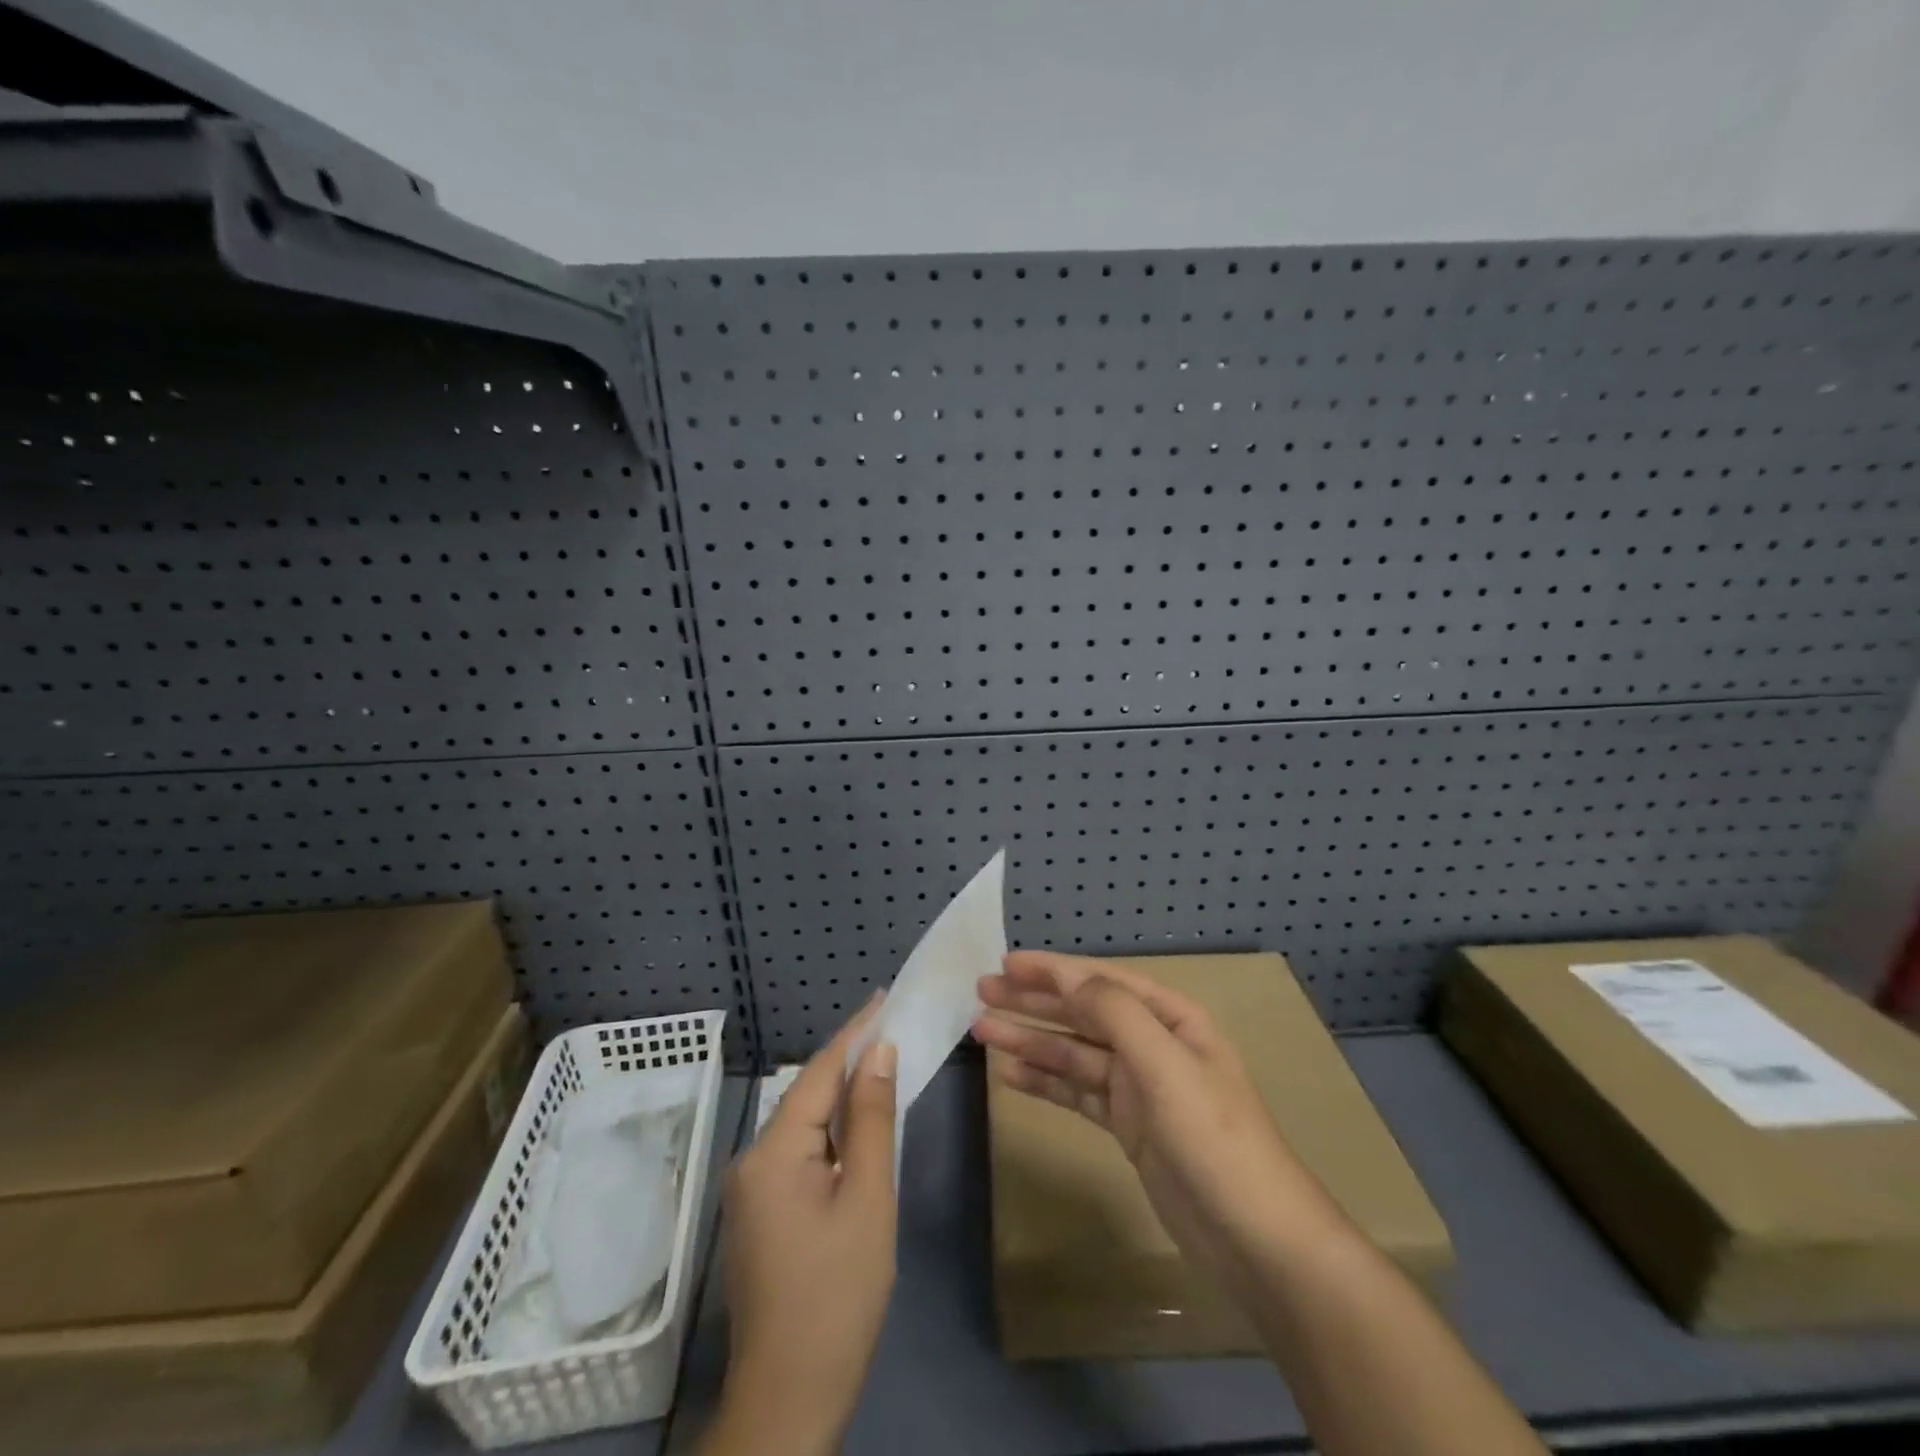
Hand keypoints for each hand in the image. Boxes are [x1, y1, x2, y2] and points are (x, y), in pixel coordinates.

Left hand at [704, 1003, 897, 1455]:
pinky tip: (858, 1131)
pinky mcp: (760, 1215)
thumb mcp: (868, 1200)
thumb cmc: (837, 1295)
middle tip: (891, 1029)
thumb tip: (878, 1053)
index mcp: (773, 1152)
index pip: (818, 1073)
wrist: (789, 1400)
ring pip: (805, 1127)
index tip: (882, 997)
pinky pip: (800, 1154)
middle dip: (849, 1063)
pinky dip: (832, 1134)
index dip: (853, 1034)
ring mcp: (752, 1191)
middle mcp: (752, 1161)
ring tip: (882, 1068)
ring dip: (842, 1099)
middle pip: (808, 1097)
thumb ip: (872, 1121)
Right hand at [973, 950, 1343, 1279]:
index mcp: (1171, 1018)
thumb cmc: (1212, 1138)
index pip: (1102, 981)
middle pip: (1082, 1013)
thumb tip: (1069, 978)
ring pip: (1073, 1053)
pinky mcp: (1128, 1126)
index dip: (1053, 970)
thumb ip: (1115, 1014)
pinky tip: (1011, 1075)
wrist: (1255, 1237)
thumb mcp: (1165, 1065)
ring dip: (1030, 1041)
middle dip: (1033, 1001)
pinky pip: (1077, 1093)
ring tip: (983, 1030)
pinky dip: (1045, 1082)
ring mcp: (1139, 1086)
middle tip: (982, 991)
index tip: (1006, 963)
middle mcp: (1152, 1043)